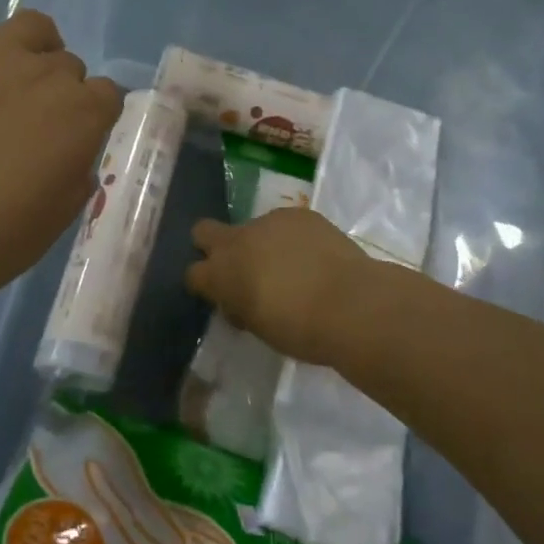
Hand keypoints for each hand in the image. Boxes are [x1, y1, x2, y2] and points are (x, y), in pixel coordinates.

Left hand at [0, 0, 123, 330]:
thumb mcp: (51, 225)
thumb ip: (73, 179)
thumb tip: (72, 156)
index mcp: (82, 116)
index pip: (108, 97)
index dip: (92, 118)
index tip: (74, 141)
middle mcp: (46, 72)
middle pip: (69, 65)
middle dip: (60, 92)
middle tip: (30, 129)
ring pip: (35, 26)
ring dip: (37, 47)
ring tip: (19, 72)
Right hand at [185, 210, 375, 368]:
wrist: (350, 303)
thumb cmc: (300, 330)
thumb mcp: (259, 328)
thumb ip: (241, 308)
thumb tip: (240, 302)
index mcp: (221, 274)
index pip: (193, 273)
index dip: (207, 284)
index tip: (225, 297)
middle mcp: (237, 240)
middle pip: (203, 231)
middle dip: (213, 245)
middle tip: (240, 268)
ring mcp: (268, 221)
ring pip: (252, 227)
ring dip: (261, 244)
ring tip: (293, 267)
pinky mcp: (298, 213)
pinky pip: (285, 224)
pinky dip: (292, 238)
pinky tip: (314, 257)